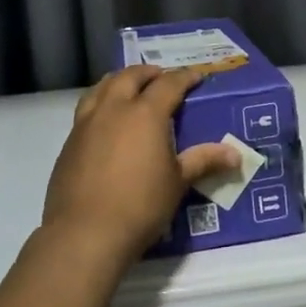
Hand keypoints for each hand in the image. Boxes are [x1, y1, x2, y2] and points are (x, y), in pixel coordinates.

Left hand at [41, 65, 238, 268]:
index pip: (168, 84)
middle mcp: (113, 109)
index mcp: (145, 113)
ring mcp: (86, 124)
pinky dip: (100, 103)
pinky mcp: (69, 142)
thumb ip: (204, 161)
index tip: (196, 76)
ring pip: (101, 87)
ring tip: (129, 87)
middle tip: (161, 77)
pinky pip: (86, 109)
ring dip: (118, 81)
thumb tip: (236, 154)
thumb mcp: (177, 182)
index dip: (184, 77)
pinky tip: (106, 121)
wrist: (85, 233)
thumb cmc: (140, 205)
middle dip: (148, 73)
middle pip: (130, 77)